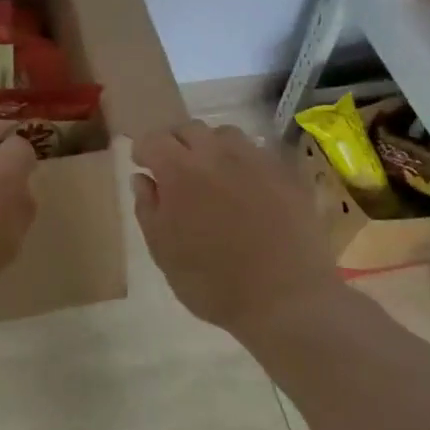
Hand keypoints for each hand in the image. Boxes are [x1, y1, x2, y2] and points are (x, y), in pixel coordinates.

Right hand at [131, 120, 330, 336]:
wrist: (287, 301)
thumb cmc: (213, 282)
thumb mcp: (163, 252)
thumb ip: (148, 208)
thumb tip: (143, 179)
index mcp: (179, 171)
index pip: (153, 140)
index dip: (144, 151)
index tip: (143, 166)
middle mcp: (216, 155)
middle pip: (189, 129)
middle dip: (176, 143)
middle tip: (174, 170)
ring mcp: (255, 161)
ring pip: (226, 134)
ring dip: (211, 147)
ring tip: (212, 173)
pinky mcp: (286, 174)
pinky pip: (257, 153)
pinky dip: (243, 162)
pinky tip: (246, 187)